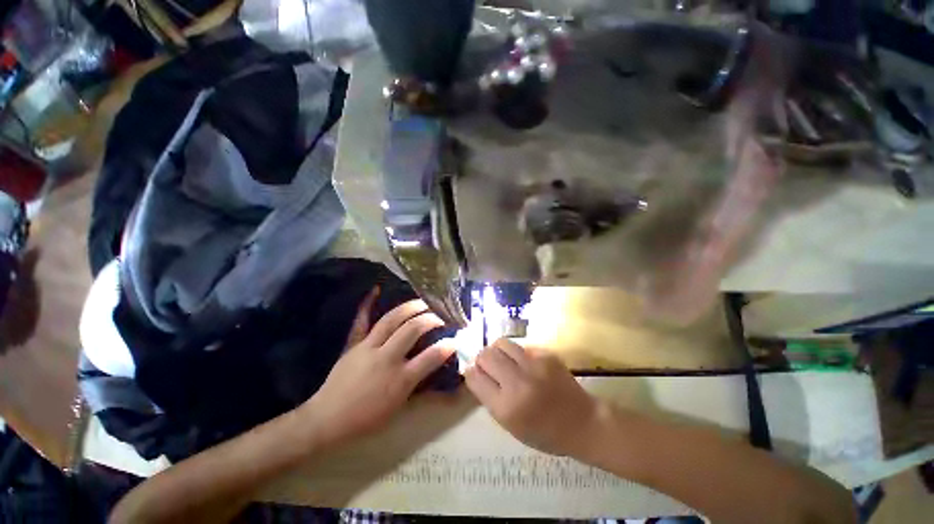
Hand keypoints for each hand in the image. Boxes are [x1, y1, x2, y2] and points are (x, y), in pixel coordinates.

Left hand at [303, 289, 454, 447]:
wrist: (328, 420)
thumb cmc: (367, 418)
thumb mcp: (398, 407)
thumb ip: (419, 385)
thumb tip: (435, 369)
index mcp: (400, 379)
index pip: (431, 357)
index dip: (447, 345)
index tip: (456, 339)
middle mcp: (387, 358)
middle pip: (412, 329)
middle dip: (430, 319)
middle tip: (440, 316)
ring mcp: (368, 348)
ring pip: (391, 320)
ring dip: (410, 307)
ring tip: (423, 302)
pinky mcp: (353, 344)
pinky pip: (361, 320)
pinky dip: (367, 304)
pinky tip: (376, 289)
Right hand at [464, 338, 601, 456]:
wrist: (583, 423)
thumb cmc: (544, 432)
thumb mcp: (510, 426)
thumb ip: (490, 397)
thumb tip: (475, 371)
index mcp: (506, 407)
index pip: (474, 377)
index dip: (471, 372)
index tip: (475, 373)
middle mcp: (518, 383)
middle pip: (485, 355)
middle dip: (482, 359)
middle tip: (488, 365)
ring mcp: (534, 365)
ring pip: (501, 343)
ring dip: (497, 350)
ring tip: (504, 360)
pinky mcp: (546, 354)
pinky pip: (520, 346)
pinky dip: (516, 353)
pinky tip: (525, 364)